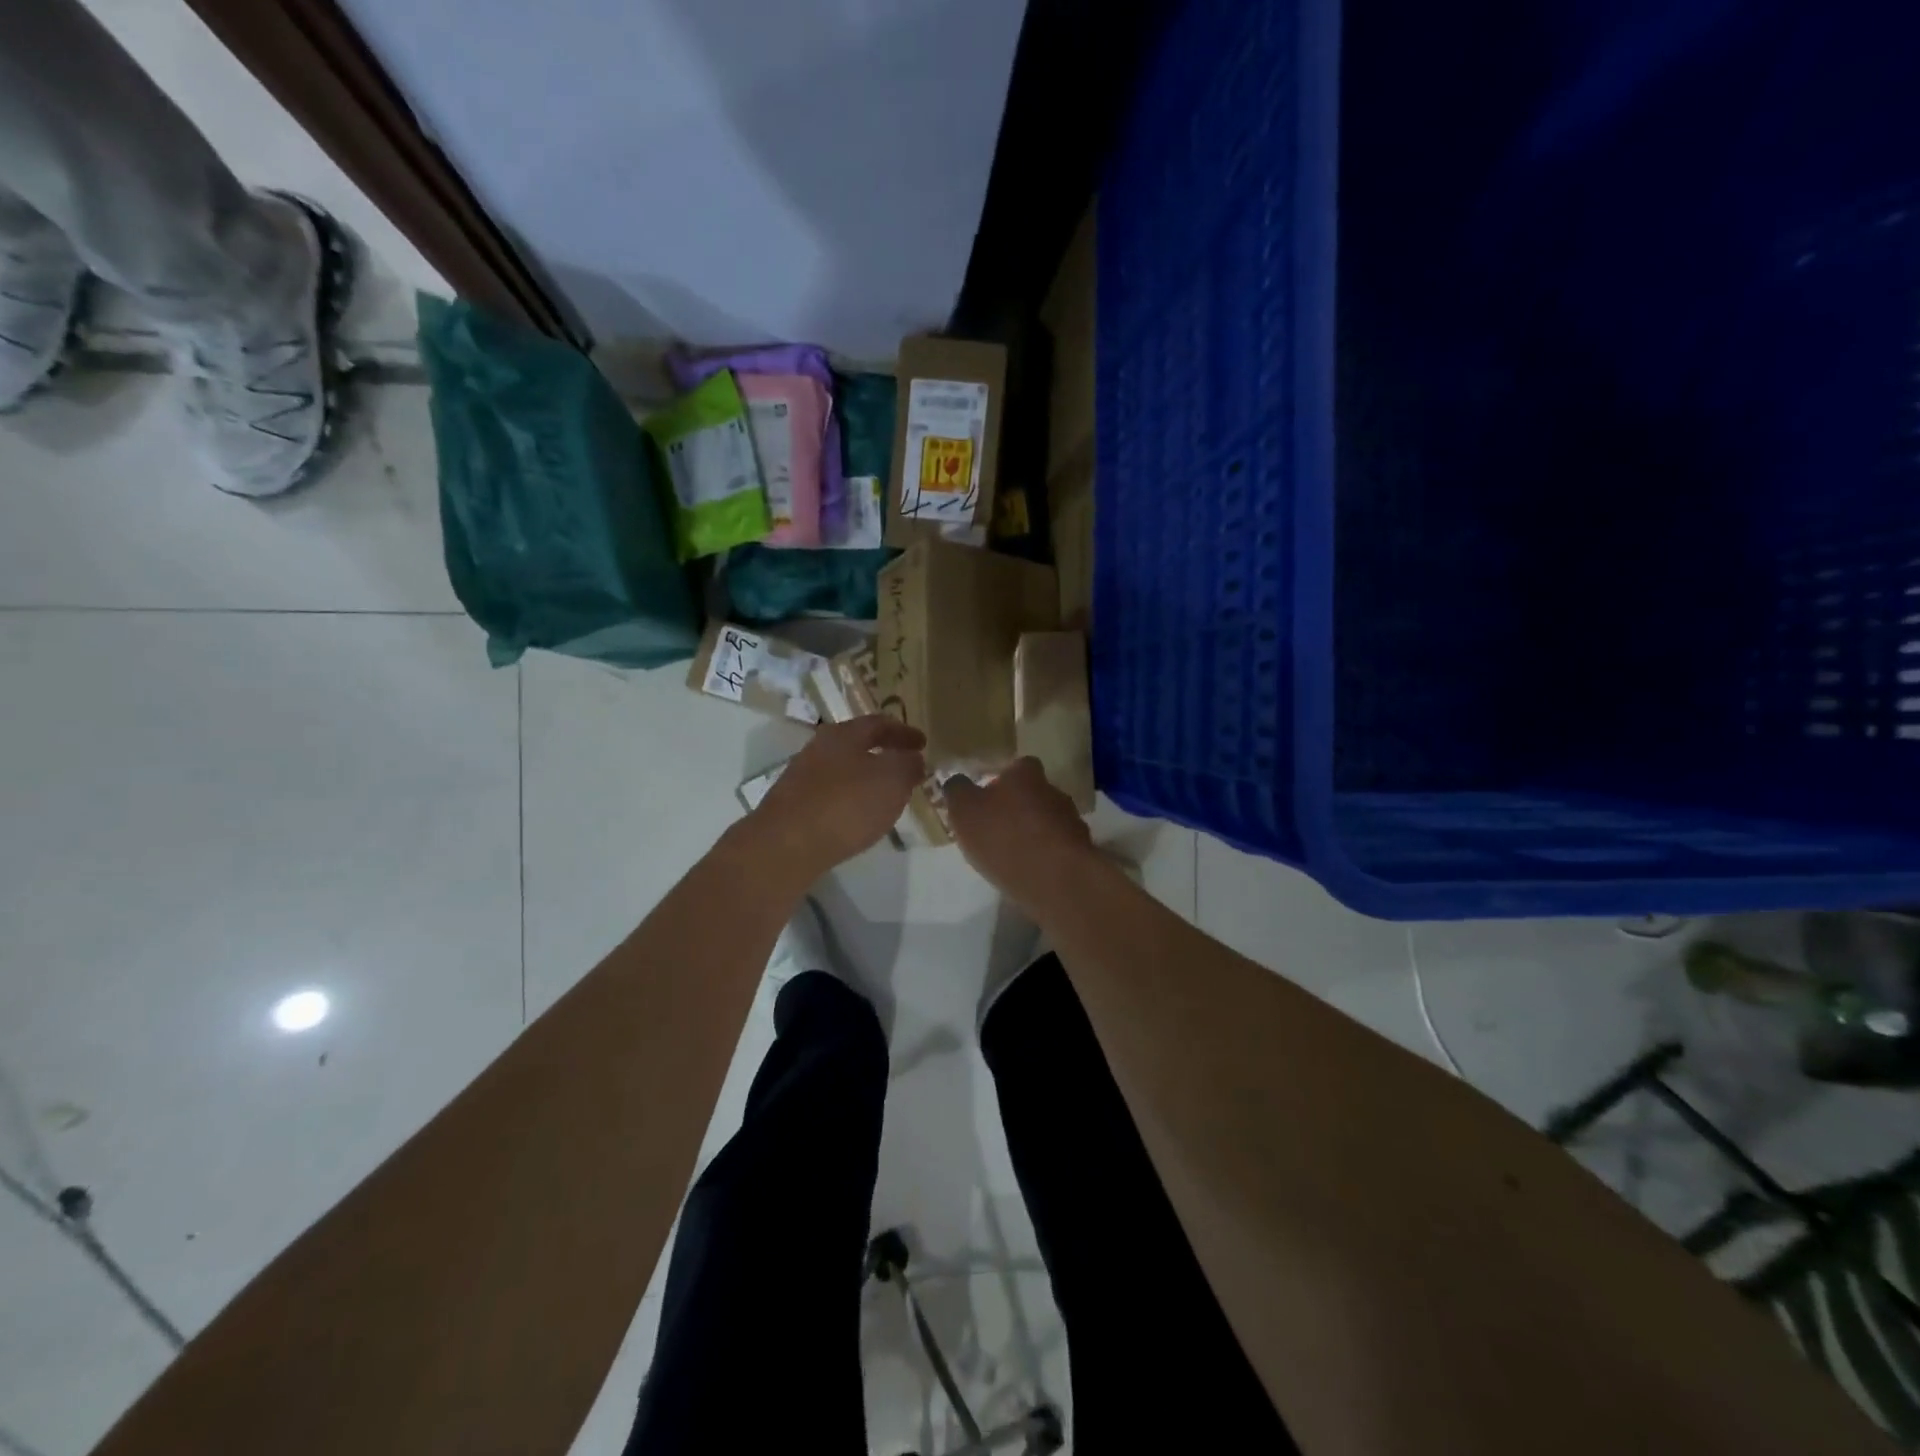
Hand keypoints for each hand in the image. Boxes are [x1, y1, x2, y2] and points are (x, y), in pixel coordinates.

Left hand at [748, 715, 926, 881]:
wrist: (786, 846)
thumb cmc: (846, 804)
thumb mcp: (892, 780)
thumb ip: (908, 765)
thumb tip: (914, 758)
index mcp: (843, 734)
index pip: (879, 723)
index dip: (904, 732)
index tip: (923, 743)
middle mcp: (819, 749)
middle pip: (857, 744)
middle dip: (884, 752)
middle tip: (907, 765)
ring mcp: (803, 777)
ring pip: (844, 769)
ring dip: (867, 777)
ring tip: (887, 794)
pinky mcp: (794, 806)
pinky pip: (832, 794)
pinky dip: (851, 799)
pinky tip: (860, 817)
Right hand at [943, 757, 1095, 906]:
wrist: (1055, 879)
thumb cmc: (1004, 836)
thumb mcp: (964, 811)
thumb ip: (957, 791)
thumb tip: (957, 781)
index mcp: (1026, 774)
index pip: (1017, 766)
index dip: (1002, 779)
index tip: (988, 798)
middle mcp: (1053, 791)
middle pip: (1034, 793)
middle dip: (1018, 808)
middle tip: (997, 828)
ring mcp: (1072, 821)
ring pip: (1048, 821)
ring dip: (1034, 833)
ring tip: (1013, 855)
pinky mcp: (1081, 852)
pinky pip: (1057, 848)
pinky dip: (1045, 856)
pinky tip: (1030, 872)